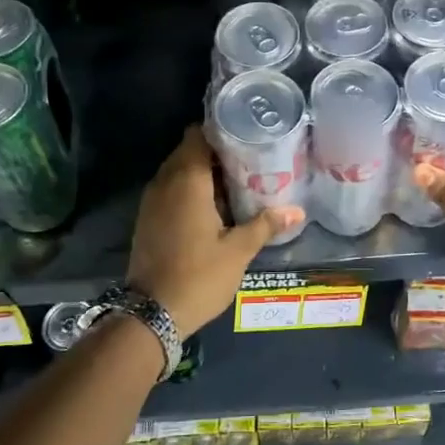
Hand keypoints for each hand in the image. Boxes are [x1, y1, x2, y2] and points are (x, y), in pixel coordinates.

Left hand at [126, 126, 300, 338]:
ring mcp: (151, 201)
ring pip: (177, 171)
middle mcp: (164, 183)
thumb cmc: (198, 277)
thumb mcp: (238, 251)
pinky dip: (189, 190)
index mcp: (187, 181)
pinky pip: (170, 190)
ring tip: (236, 182)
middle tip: (249, 160)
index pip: (197, 135)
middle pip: (188, 151)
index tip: (246, 136)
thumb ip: (265, 225)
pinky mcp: (147, 219)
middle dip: (216, 152)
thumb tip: (297, 211)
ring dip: (202, 172)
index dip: (220, 131)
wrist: (151, 314)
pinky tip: (214, 207)